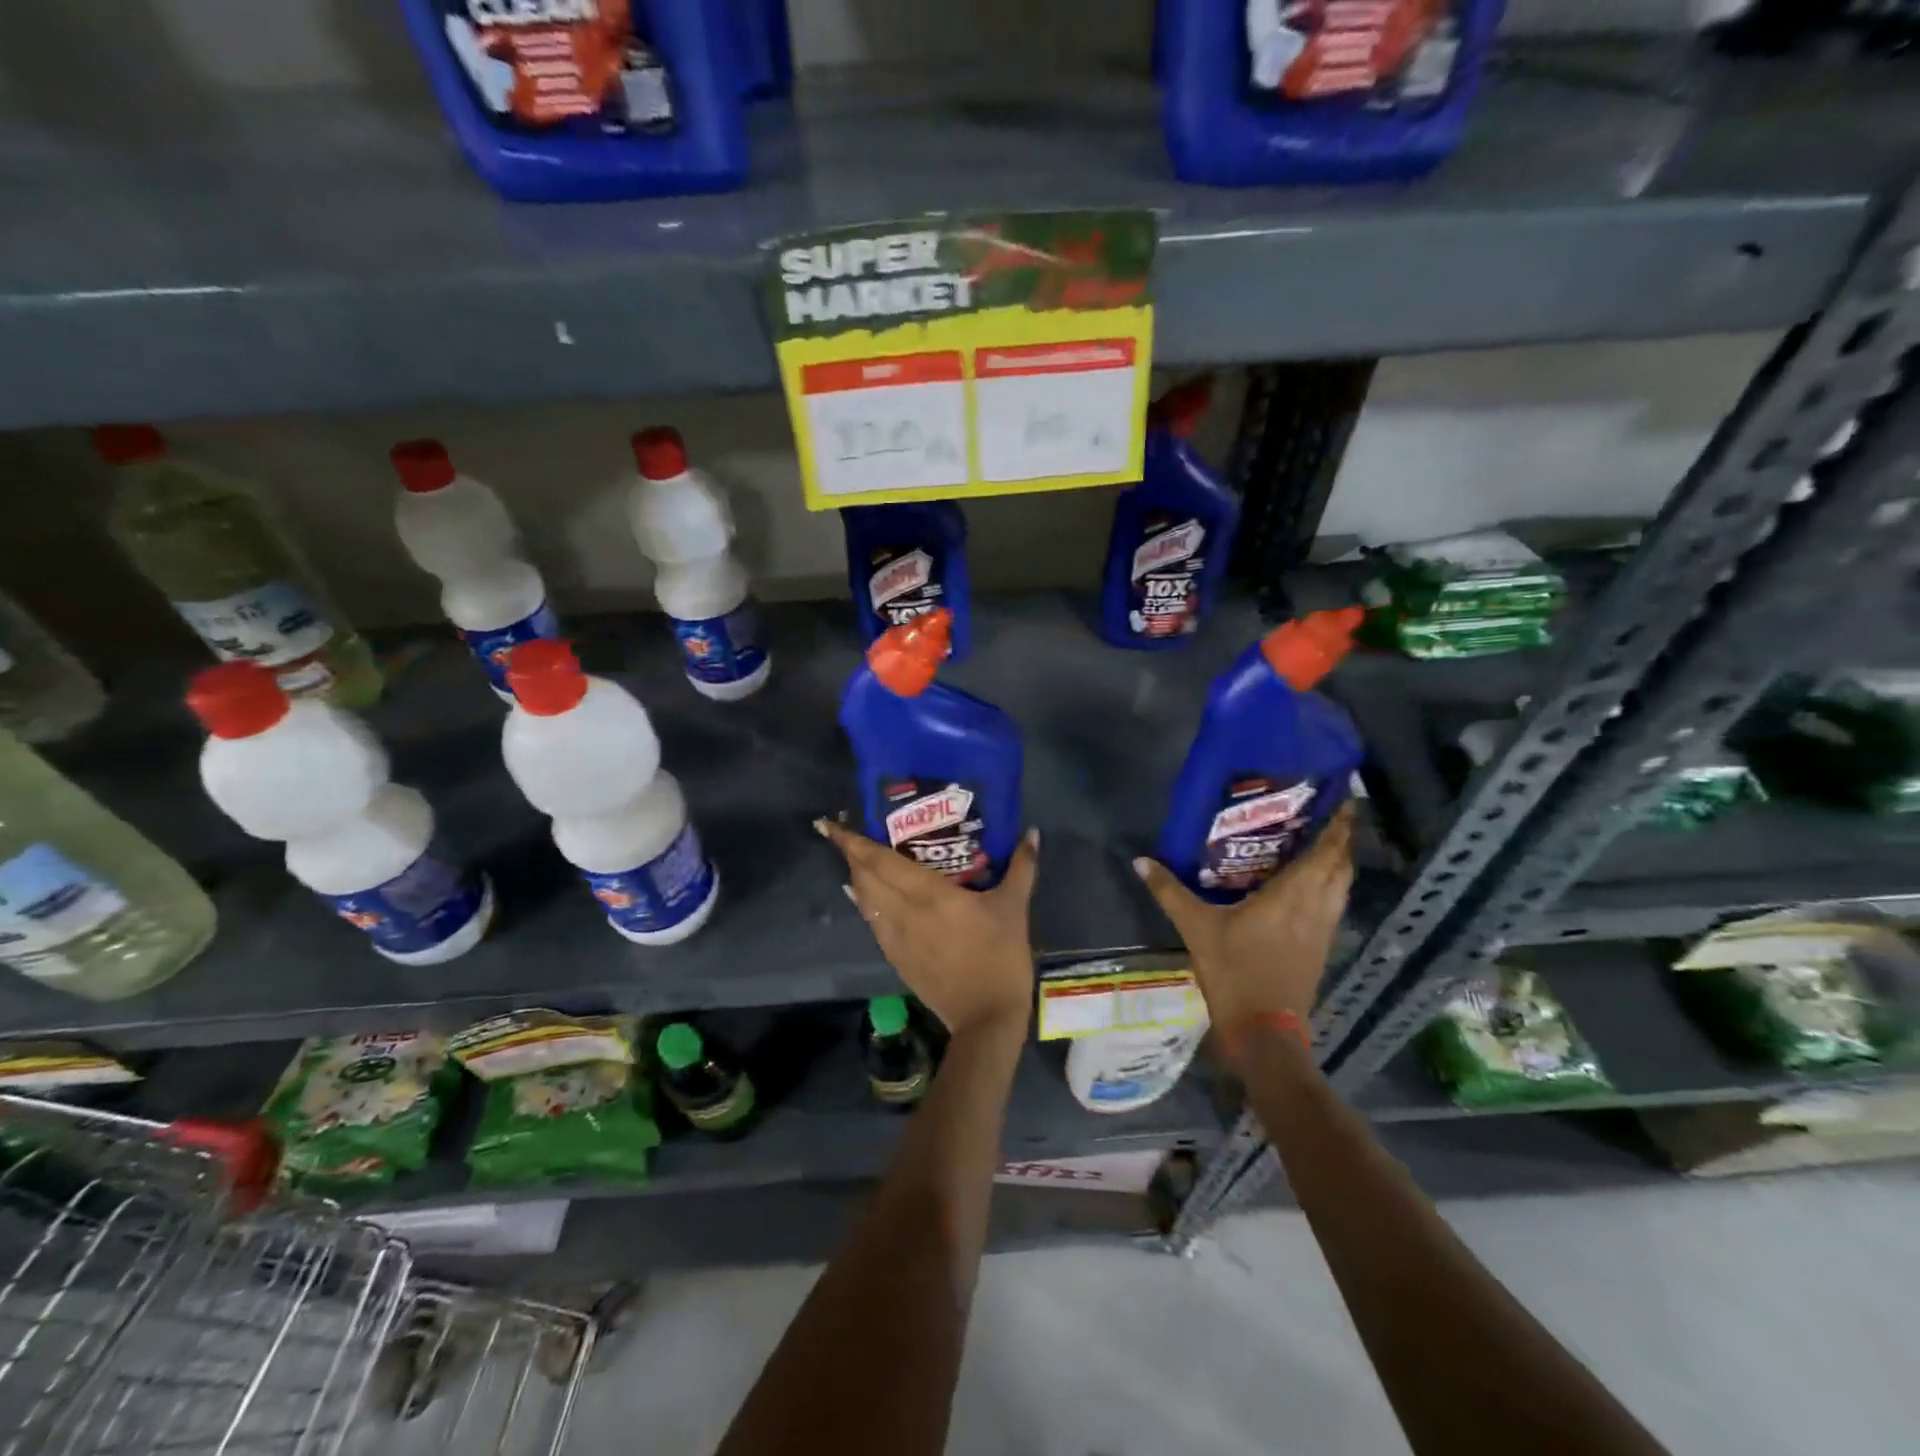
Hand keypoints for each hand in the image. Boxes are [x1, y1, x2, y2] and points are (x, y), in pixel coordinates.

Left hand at [816, 818, 1038, 1039]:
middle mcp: (902, 911)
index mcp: (927, 893)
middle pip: (865, 877)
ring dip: (856, 877)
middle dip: (851, 854)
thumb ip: (1022, 867)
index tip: (831, 825)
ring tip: (856, 858)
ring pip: (864, 900)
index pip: (879, 861)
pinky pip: (872, 921)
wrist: (986, 1018)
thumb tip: (1031, 832)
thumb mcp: (1014, 907)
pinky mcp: (896, 958)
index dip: (852, 843)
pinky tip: (867, 897)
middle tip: (846, 833)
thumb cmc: (1000, 956)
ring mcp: (895, 938)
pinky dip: (864, 903)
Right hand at [1132, 805, 1354, 1031]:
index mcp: (1292, 895)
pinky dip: (1330, 886)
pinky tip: (1311, 886)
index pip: (1327, 852)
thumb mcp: (1196, 928)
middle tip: (1324, 815)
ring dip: (1338, 863)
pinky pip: (1334, 905)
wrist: (1264, 1031)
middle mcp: (1315, 907)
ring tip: (1320, 843)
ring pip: (1342, 887)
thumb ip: (1170, 891)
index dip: (1339, 825)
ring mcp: (1322, 930)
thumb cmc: (1234, 972)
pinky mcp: (1321, 948)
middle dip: (1340, 839)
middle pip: (1342, 866)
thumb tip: (1141, 860)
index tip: (1341, 799)